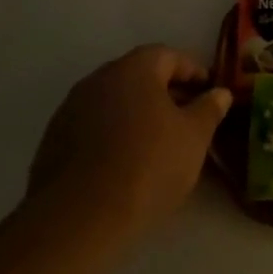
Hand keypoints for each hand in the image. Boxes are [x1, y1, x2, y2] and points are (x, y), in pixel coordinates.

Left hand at [28, 45, 231, 242]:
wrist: (79, 217)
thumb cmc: (149, 165)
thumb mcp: (194, 137)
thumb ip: (209, 109)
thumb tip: (220, 93)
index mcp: (133, 70)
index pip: (169, 56)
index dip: (193, 71)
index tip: (210, 93)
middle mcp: (97, 80)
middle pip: (138, 76)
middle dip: (166, 93)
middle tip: (189, 118)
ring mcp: (70, 110)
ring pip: (114, 103)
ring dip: (138, 114)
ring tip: (160, 143)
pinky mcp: (52, 142)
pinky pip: (94, 127)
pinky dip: (114, 135)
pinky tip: (127, 162)